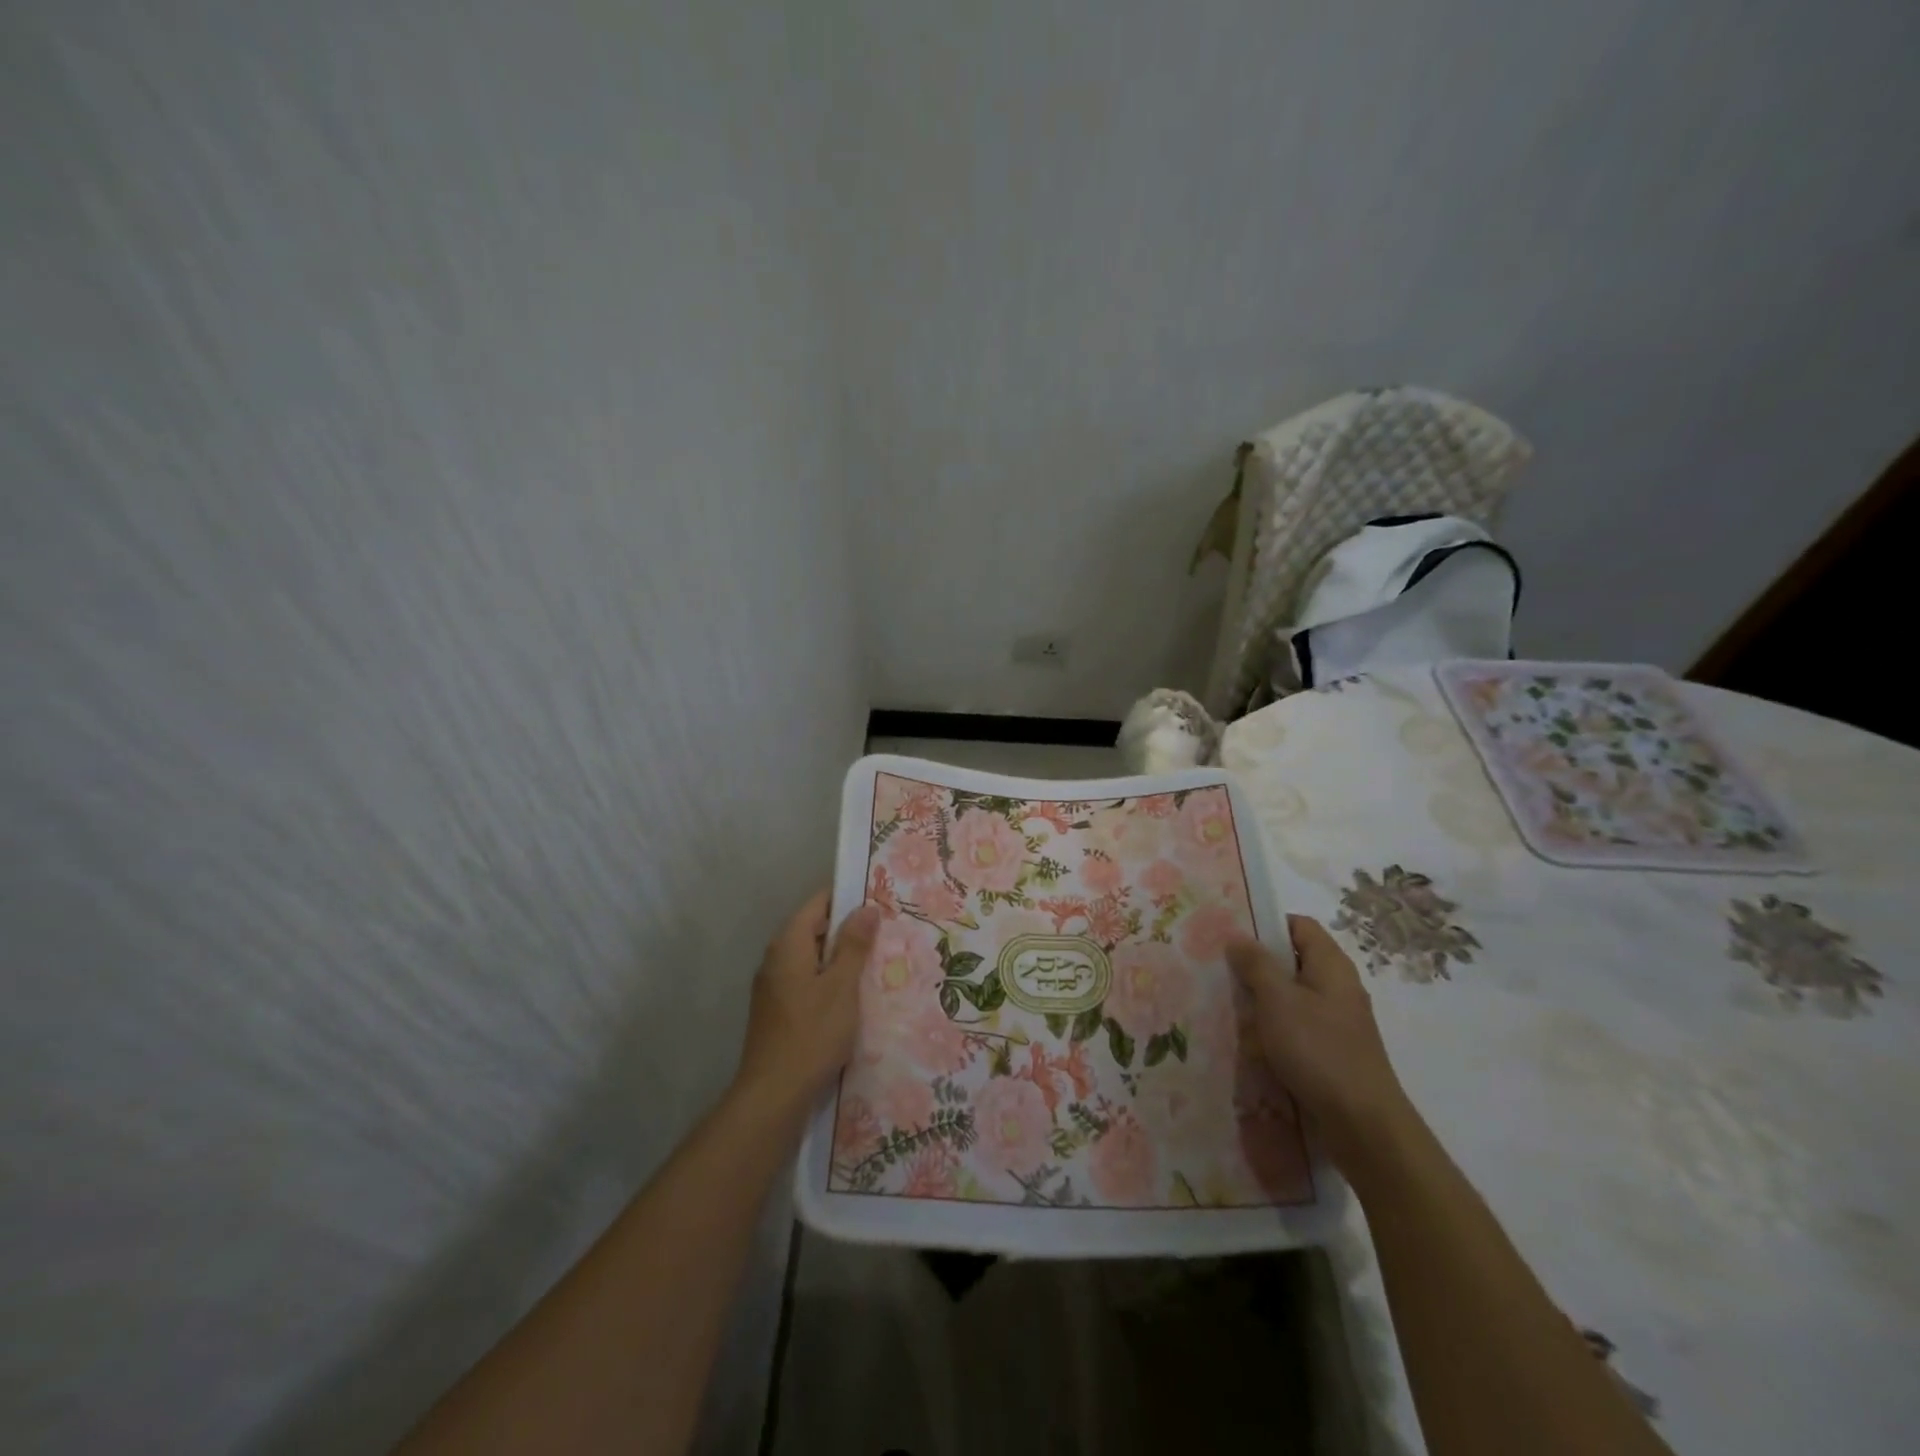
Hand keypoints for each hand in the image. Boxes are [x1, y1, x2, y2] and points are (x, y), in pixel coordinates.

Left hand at [733, 890, 879, 1109]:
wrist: (773, 1096)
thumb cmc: (812, 1034)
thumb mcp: (842, 986)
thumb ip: (854, 945)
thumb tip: (866, 907)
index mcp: (788, 944)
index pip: (818, 903)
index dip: (847, 897)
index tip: (878, 898)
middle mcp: (776, 958)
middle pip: (814, 929)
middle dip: (848, 928)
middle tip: (886, 930)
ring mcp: (774, 986)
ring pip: (812, 958)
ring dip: (841, 957)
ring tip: (877, 960)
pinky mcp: (778, 1011)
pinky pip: (808, 981)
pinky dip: (830, 980)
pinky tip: (855, 994)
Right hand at [1226, 915, 1411, 1166]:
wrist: (1363, 1125)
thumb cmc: (1318, 1050)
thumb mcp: (1277, 1000)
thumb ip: (1255, 964)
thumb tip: (1238, 937)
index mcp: (1331, 965)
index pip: (1298, 925)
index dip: (1266, 924)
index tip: (1231, 935)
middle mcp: (1337, 987)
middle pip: (1293, 960)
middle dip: (1257, 964)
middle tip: (1219, 969)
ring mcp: (1336, 1021)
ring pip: (1292, 996)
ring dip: (1262, 999)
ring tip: (1227, 1003)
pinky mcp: (1331, 1051)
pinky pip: (1296, 1026)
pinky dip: (1273, 1027)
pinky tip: (1250, 1040)